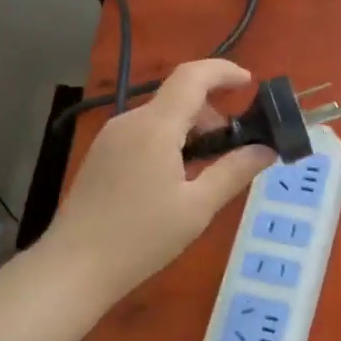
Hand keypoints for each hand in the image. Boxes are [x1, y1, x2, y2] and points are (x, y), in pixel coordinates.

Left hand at [45, 59, 274, 301]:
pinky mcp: (102, 155)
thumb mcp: (198, 207)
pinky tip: (175, 180)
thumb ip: (234, 171)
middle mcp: (130, 121)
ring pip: (161, 117)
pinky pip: (144, 133)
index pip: (192, 76)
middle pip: (178, 98)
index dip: (224, 72)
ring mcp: (111, 137)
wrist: (75, 267)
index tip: (250, 83)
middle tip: (233, 152)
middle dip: (212, 114)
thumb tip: (266, 149)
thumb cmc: (141, 237)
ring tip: (205, 173)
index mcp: (155, 127)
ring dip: (191, 131)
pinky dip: (169, 142)